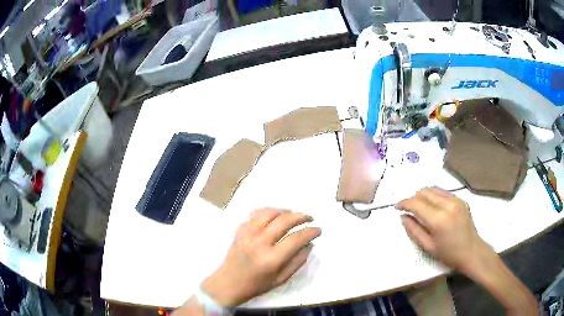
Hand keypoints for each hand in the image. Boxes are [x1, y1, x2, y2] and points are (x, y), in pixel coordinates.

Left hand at [201, 208, 320, 305]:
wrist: (228, 282)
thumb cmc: (256, 285)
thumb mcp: (282, 279)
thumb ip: (298, 261)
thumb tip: (309, 244)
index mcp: (271, 259)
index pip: (296, 239)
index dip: (310, 232)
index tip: (318, 230)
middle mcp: (259, 243)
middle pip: (284, 221)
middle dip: (301, 217)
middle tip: (309, 218)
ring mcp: (247, 233)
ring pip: (269, 213)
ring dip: (285, 211)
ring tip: (293, 214)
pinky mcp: (239, 229)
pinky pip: (256, 213)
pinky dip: (269, 210)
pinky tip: (275, 214)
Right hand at [396, 187, 490, 273]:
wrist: (471, 251)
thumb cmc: (449, 253)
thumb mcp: (428, 246)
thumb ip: (414, 230)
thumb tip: (404, 217)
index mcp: (439, 219)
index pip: (417, 203)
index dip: (404, 203)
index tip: (397, 207)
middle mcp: (448, 205)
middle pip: (425, 192)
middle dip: (413, 198)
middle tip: (409, 209)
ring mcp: (456, 200)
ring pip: (433, 189)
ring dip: (423, 196)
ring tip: (420, 207)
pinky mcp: (461, 199)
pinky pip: (443, 192)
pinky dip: (434, 196)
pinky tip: (433, 207)